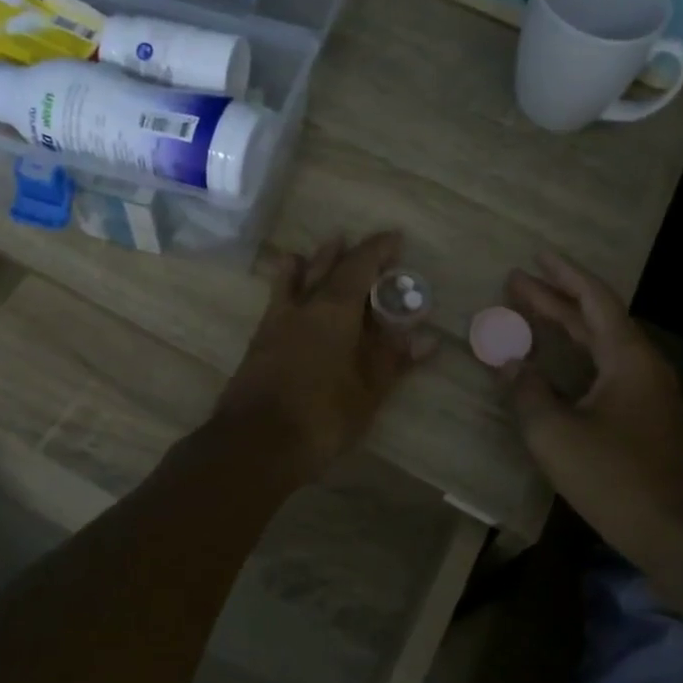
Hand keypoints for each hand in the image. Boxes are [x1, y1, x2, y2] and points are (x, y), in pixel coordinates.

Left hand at [215, 231, 434, 478]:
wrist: (256, 444)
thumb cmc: (322, 415)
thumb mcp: (368, 390)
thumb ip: (393, 359)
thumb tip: (427, 338)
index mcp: (334, 309)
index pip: (359, 265)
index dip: (378, 249)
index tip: (395, 238)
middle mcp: (303, 306)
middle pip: (325, 267)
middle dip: (345, 253)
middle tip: (358, 242)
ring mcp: (276, 323)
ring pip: (294, 280)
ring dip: (310, 263)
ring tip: (318, 250)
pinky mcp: (259, 343)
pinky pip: (276, 301)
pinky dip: (286, 287)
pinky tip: (288, 295)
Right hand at [502, 251, 682, 569]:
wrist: (671, 531)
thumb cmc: (612, 476)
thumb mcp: (554, 432)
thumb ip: (526, 390)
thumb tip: (509, 363)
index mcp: (627, 357)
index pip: (595, 299)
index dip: (564, 275)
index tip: (536, 256)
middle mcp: (642, 364)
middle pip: (596, 318)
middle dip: (555, 299)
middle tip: (515, 284)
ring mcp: (647, 390)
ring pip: (602, 343)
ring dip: (565, 326)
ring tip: (529, 312)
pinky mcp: (644, 414)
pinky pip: (606, 366)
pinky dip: (576, 353)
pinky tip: (555, 362)